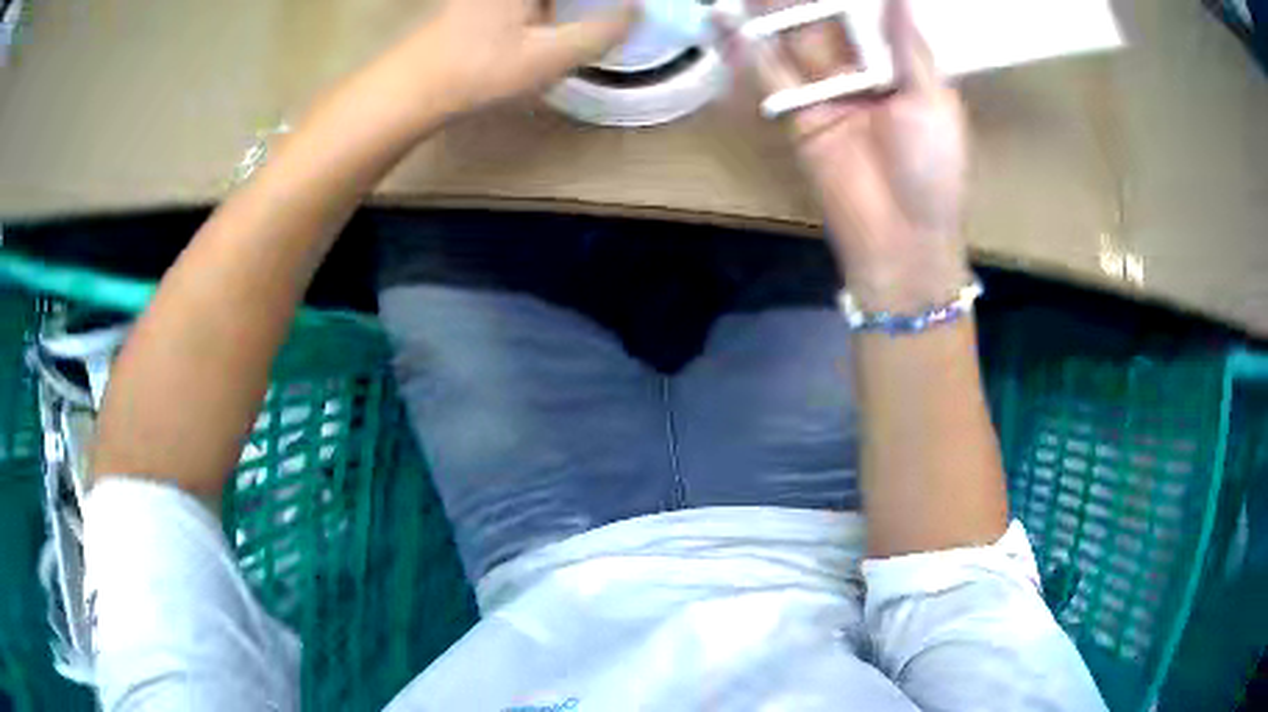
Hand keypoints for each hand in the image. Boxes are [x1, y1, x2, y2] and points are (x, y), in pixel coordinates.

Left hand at [397, 0, 638, 116]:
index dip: (612, 0)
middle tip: (618, 13)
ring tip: (601, 15)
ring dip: (571, 7)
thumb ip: (602, 32)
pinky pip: (534, 2)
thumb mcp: (549, 57)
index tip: (631, 8)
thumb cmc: (479, 71)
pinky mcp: (480, 1)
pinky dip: (552, 8)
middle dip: (594, 3)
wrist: (411, 89)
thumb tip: (637, 11)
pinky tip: (558, 19)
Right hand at [725, 0, 970, 309]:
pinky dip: (747, 49)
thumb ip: (909, 47)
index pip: (872, 15)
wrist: (902, 236)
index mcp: (900, 67)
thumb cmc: (933, 168)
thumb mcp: (933, 102)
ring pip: (795, 40)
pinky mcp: (797, 115)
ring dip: (771, 10)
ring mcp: (826, 92)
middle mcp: (861, 72)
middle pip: (827, 22)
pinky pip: (771, 76)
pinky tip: (725, 19)